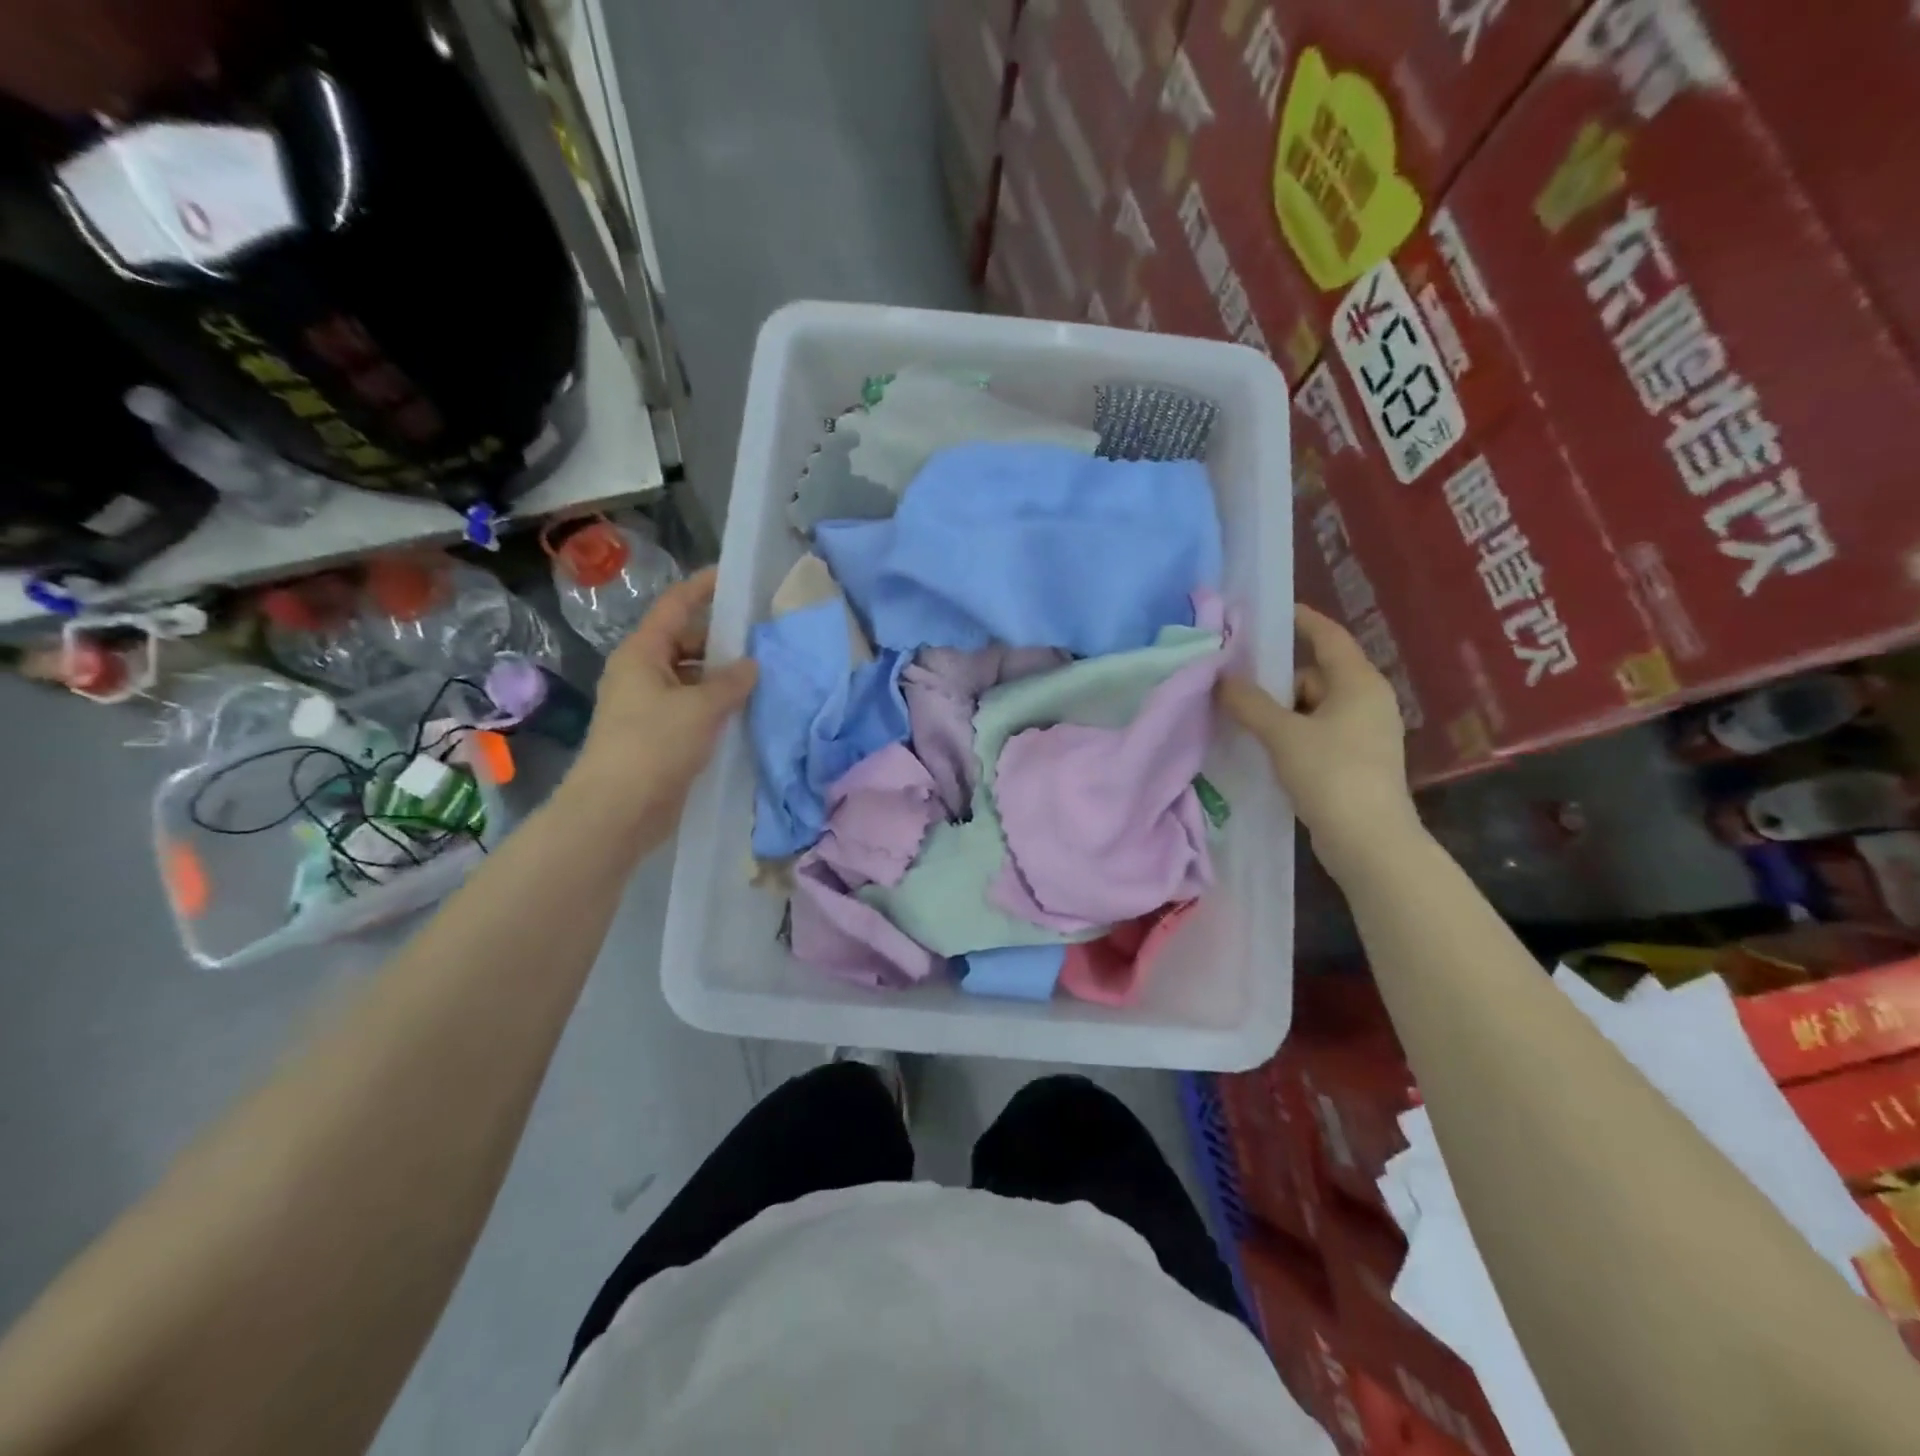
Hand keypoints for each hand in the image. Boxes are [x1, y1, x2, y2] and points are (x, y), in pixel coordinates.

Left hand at [569, 568, 756, 832]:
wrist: (617, 811)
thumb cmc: (653, 746)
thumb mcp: (700, 707)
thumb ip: (731, 682)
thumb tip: (751, 665)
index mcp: (642, 653)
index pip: (675, 606)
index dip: (703, 588)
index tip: (735, 578)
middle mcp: (642, 673)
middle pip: (685, 642)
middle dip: (722, 640)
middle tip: (764, 640)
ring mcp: (649, 706)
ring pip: (691, 678)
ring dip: (722, 678)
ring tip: (764, 677)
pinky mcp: (659, 736)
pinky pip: (693, 708)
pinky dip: (717, 706)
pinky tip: (746, 712)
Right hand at [1219, 603, 1417, 874]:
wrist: (1369, 841)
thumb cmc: (1331, 774)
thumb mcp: (1283, 734)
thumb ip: (1250, 703)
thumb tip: (1221, 678)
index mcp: (1359, 683)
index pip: (1329, 637)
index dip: (1301, 620)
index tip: (1269, 612)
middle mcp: (1366, 701)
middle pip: (1314, 674)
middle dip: (1276, 680)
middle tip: (1237, 687)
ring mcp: (1363, 732)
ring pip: (1312, 706)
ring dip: (1280, 712)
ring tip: (1243, 722)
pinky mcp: (1354, 760)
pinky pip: (1316, 732)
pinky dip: (1291, 734)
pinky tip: (1264, 748)